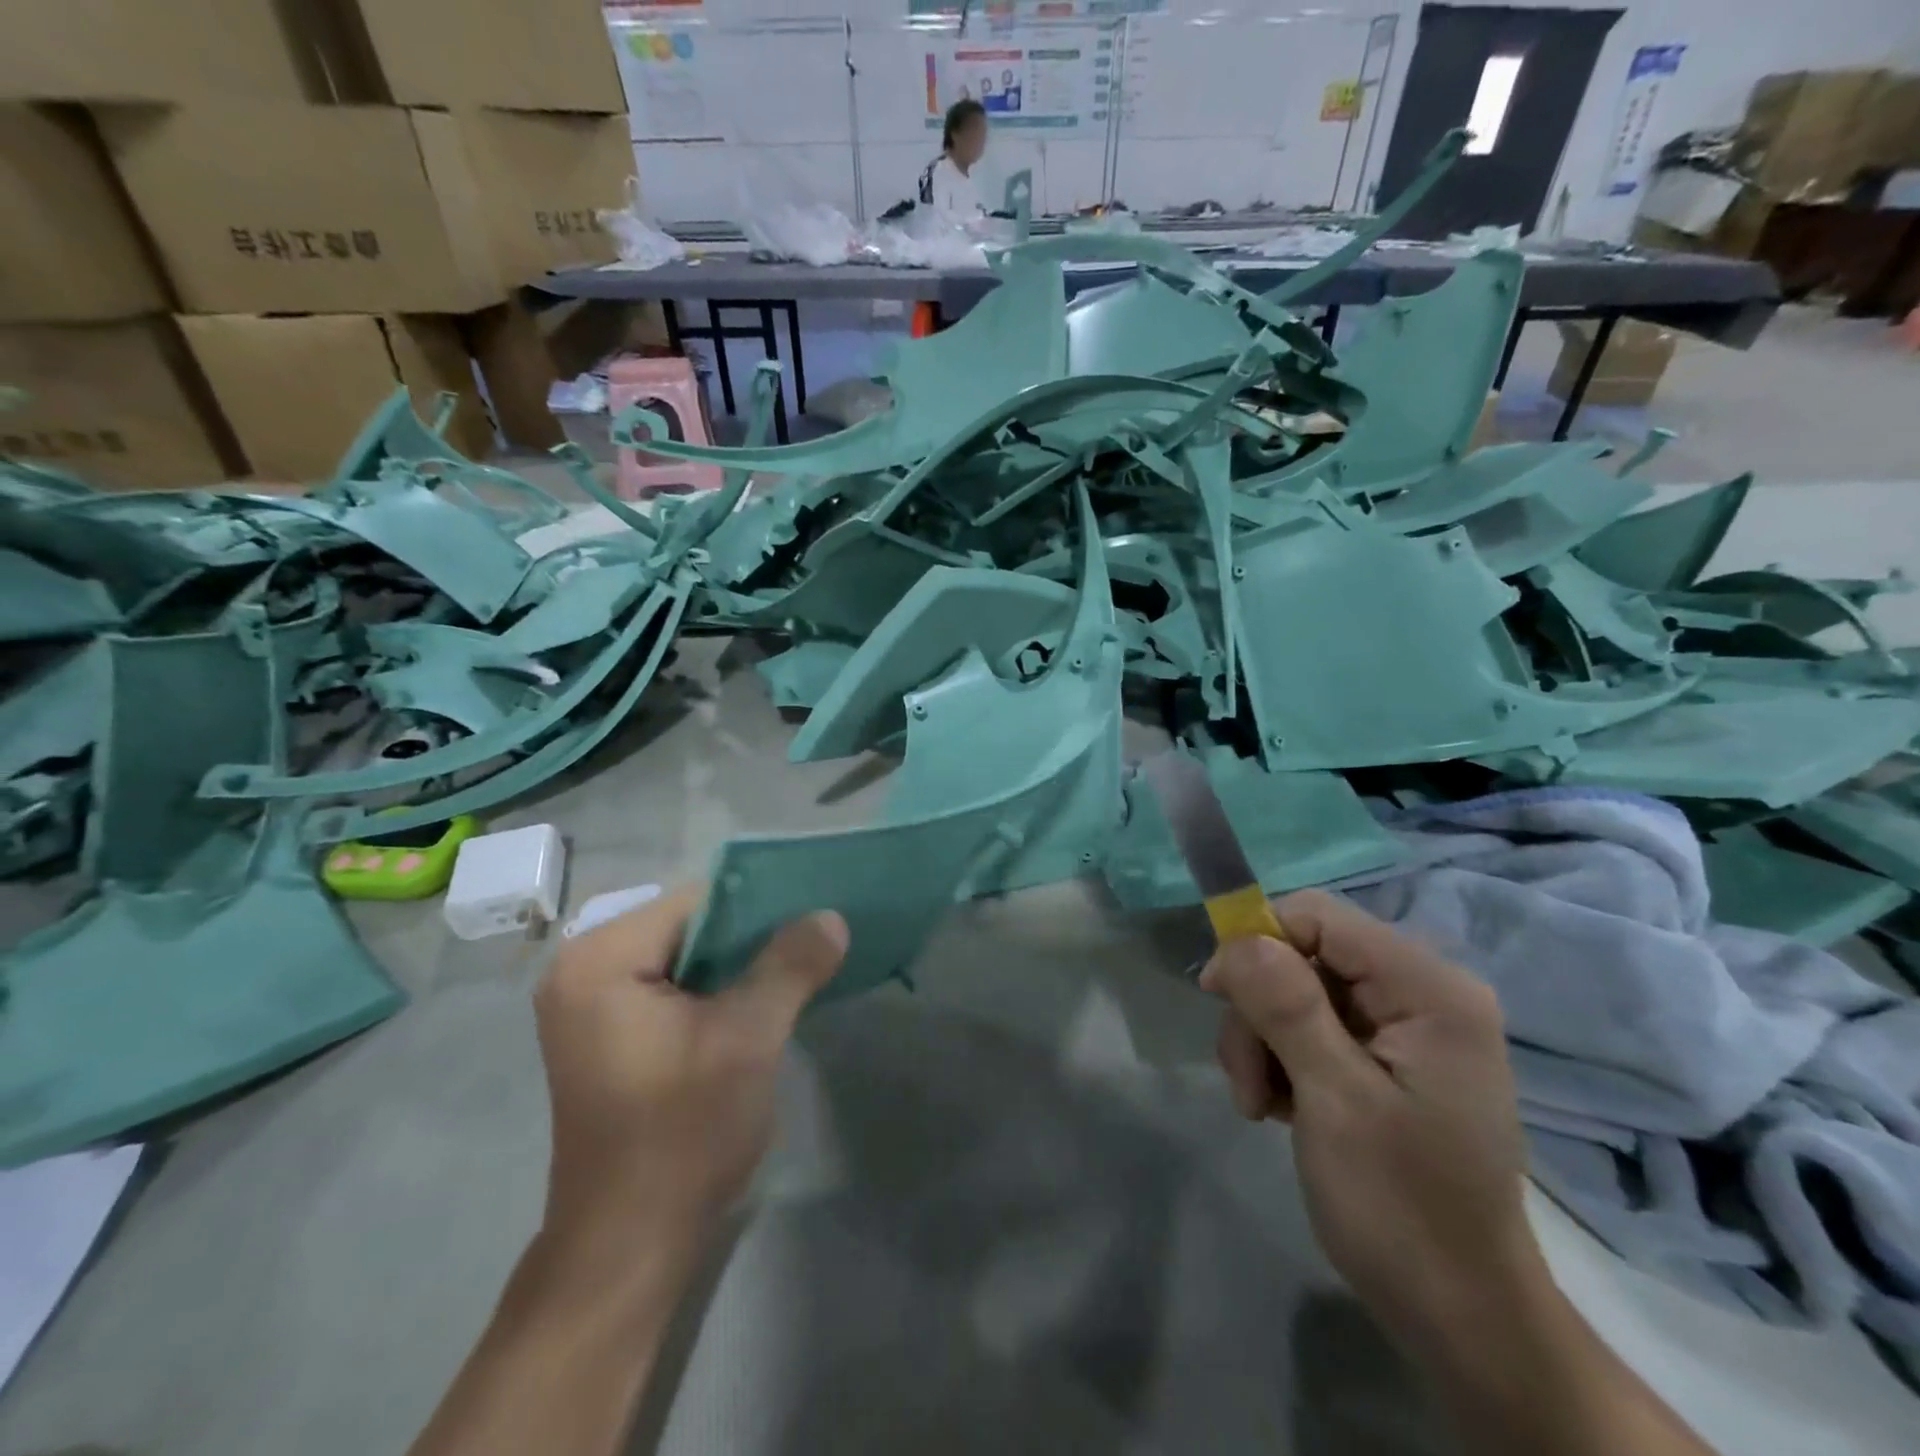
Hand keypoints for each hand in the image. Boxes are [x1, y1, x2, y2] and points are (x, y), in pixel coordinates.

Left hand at [533, 885, 848, 1251]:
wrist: (628, 1245)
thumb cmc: (682, 1132)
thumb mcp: (748, 1038)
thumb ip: (790, 965)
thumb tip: (830, 916)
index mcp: (601, 957)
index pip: (697, 901)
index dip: (760, 908)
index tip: (812, 919)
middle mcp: (582, 969)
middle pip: (689, 927)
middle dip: (751, 938)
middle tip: (812, 945)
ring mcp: (589, 1004)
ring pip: (684, 958)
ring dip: (738, 966)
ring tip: (796, 969)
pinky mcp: (605, 1034)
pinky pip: (671, 988)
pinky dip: (715, 991)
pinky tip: (758, 1004)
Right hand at [1199, 890, 1542, 1350]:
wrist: (1459, 1316)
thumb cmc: (1402, 1209)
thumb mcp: (1334, 1101)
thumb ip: (1287, 1007)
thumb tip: (1237, 937)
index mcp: (1429, 990)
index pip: (1319, 917)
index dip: (1257, 942)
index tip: (1216, 996)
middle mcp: (1422, 992)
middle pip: (1302, 954)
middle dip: (1259, 1010)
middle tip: (1247, 1081)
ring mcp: (1404, 1025)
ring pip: (1295, 989)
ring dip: (1262, 1041)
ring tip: (1261, 1105)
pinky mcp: (1385, 1055)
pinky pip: (1309, 1023)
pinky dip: (1281, 1058)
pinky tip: (1283, 1107)